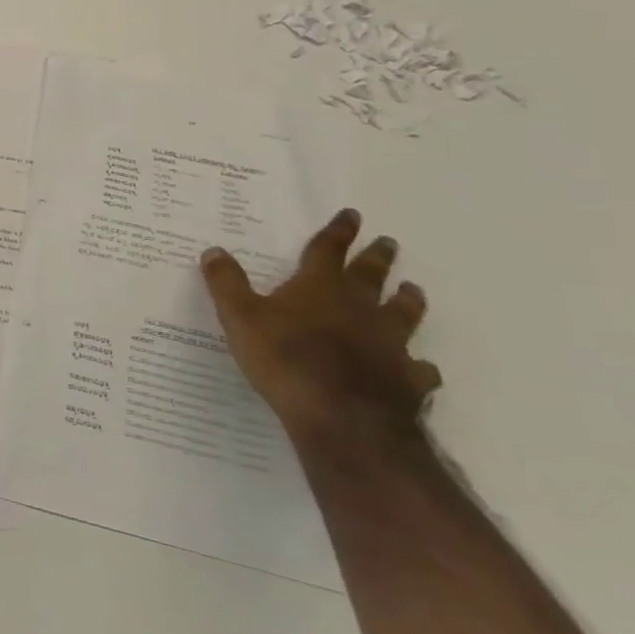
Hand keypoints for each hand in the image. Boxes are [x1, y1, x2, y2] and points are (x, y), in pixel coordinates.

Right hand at [199, 208, 440, 449]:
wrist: (343, 418)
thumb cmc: (286, 359)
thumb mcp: (239, 317)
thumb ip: (227, 283)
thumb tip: (213, 251)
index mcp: (319, 288)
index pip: (328, 251)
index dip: (338, 231)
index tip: (351, 214)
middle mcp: (359, 308)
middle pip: (371, 276)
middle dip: (377, 257)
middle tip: (388, 242)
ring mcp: (389, 344)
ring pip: (404, 315)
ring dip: (408, 301)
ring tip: (414, 291)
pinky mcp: (407, 380)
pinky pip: (419, 368)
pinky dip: (420, 365)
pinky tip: (421, 367)